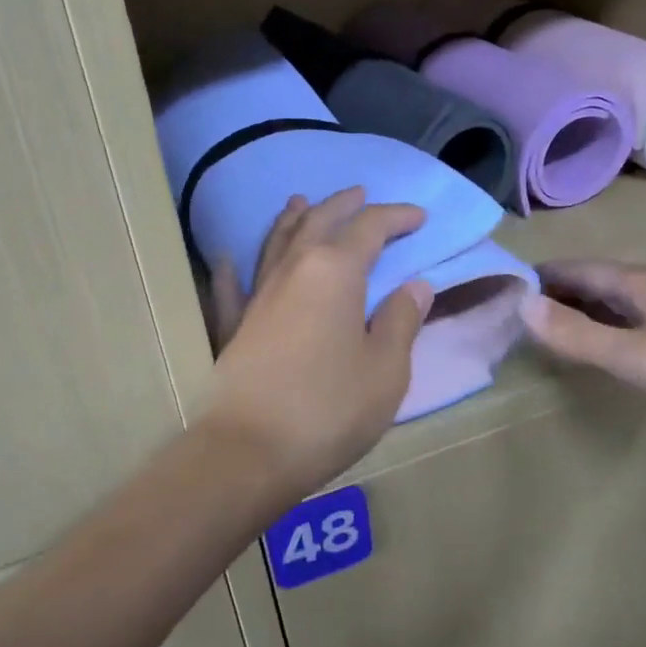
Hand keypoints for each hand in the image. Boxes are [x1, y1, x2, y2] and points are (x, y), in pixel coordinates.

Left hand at [201, 188, 433, 499]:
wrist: (249, 452)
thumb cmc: (329, 409)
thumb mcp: (386, 370)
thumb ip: (402, 321)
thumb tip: (415, 285)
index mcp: (335, 272)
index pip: (370, 228)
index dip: (396, 217)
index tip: (418, 217)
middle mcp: (293, 270)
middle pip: (318, 222)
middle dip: (343, 204)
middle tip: (362, 194)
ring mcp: (256, 296)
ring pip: (276, 242)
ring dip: (293, 218)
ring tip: (302, 201)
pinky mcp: (232, 326)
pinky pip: (231, 286)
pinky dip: (232, 268)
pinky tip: (227, 259)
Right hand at [520, 260, 645, 448]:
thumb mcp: (628, 353)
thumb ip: (575, 333)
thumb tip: (521, 305)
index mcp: (639, 283)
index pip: (578, 269)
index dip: (542, 276)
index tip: (507, 287)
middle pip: (598, 284)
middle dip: (561, 295)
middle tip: (522, 315)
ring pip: (620, 306)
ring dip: (586, 314)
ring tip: (555, 333)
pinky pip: (638, 328)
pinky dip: (611, 333)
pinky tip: (608, 353)